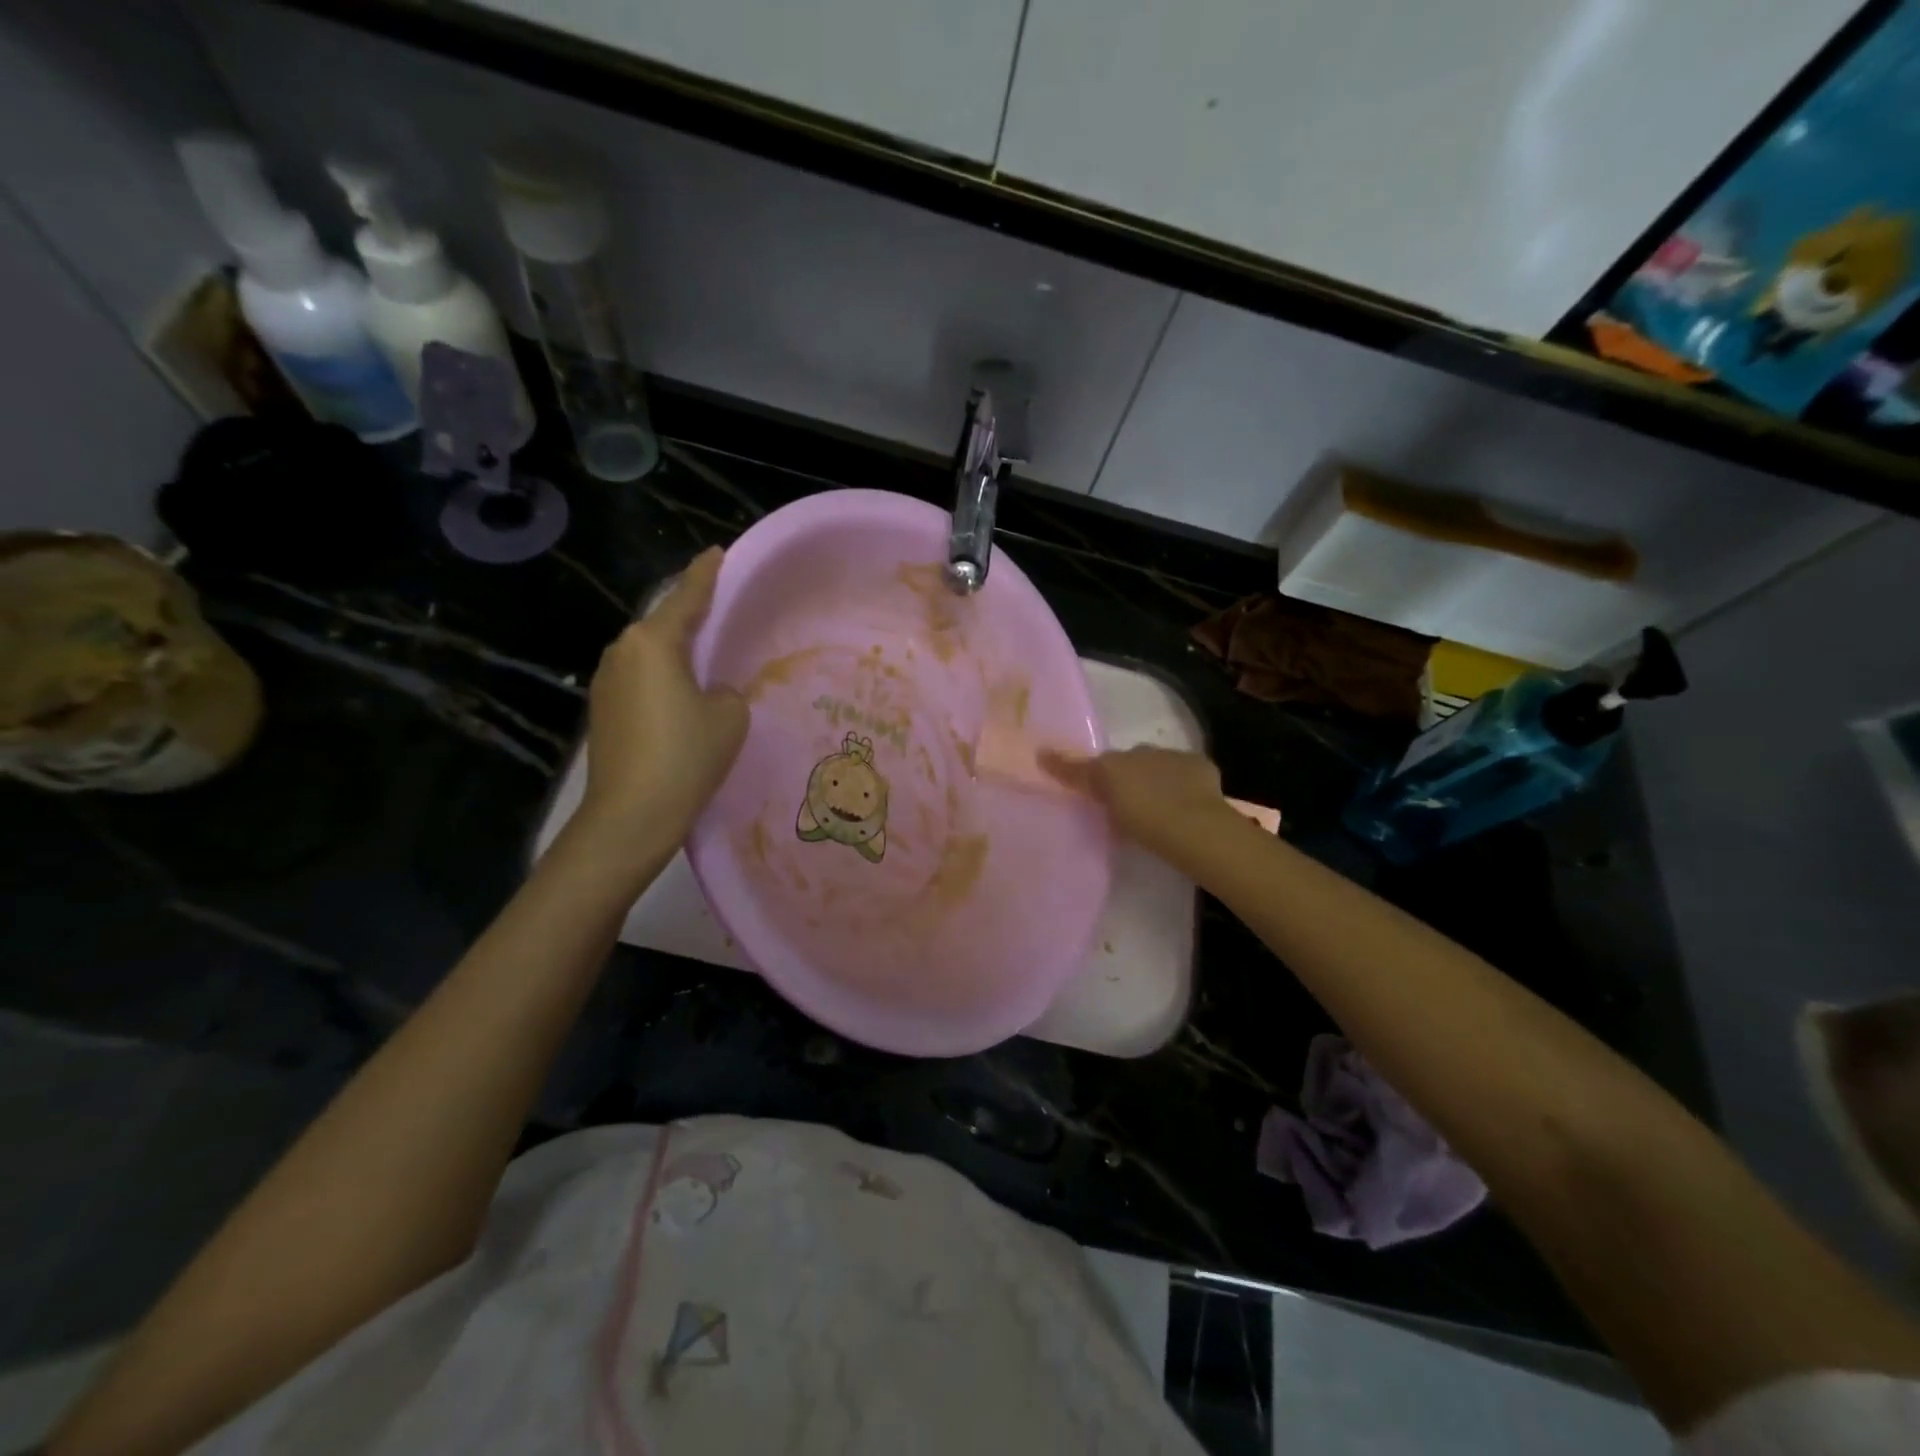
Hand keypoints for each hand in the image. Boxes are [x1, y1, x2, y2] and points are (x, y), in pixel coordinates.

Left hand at [577, 548, 747, 848]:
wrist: (631, 815)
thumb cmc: (686, 756)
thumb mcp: (729, 716)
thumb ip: (725, 690)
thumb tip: (709, 693)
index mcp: (654, 642)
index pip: (686, 597)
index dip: (706, 574)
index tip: (718, 553)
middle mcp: (622, 651)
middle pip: (663, 624)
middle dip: (689, 616)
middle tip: (720, 614)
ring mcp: (605, 681)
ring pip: (649, 655)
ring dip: (674, 654)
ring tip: (703, 662)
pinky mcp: (601, 711)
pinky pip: (639, 680)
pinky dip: (661, 681)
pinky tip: (679, 700)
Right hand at [1041, 746, 1234, 861]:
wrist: (1195, 826)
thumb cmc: (1142, 815)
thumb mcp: (1103, 793)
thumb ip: (1074, 772)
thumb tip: (1042, 752)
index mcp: (1119, 758)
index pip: (1102, 762)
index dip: (1097, 775)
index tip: (1098, 794)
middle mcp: (1146, 750)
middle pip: (1132, 762)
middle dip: (1130, 777)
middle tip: (1126, 806)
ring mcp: (1177, 759)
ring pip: (1160, 766)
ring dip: (1157, 780)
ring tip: (1158, 810)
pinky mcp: (1203, 770)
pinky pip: (1188, 775)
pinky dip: (1185, 785)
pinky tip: (1186, 807)